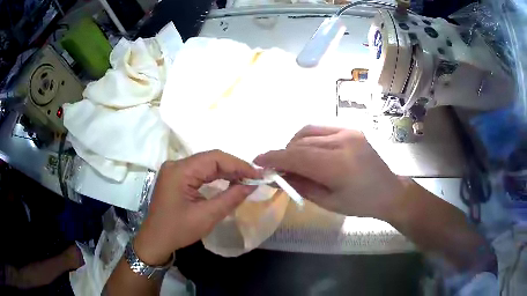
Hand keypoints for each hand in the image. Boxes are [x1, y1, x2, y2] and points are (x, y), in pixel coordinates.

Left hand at [133, 150, 258, 265]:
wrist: (156, 240)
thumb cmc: (178, 230)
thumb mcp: (207, 216)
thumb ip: (230, 198)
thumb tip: (251, 185)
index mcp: (180, 171)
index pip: (214, 158)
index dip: (238, 164)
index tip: (257, 174)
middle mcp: (176, 165)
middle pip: (210, 159)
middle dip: (233, 167)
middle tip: (254, 177)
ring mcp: (175, 170)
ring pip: (206, 164)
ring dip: (226, 171)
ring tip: (245, 179)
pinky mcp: (176, 177)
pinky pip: (199, 172)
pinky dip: (215, 176)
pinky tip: (228, 181)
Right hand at [254, 126, 406, 220]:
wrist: (389, 191)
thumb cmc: (360, 204)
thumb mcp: (328, 202)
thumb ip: (301, 186)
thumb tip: (278, 175)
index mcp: (338, 166)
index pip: (297, 156)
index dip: (274, 158)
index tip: (258, 161)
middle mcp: (342, 142)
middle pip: (300, 143)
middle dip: (283, 155)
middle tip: (276, 168)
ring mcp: (348, 132)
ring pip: (308, 132)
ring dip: (294, 145)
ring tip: (292, 160)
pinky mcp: (351, 129)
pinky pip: (320, 129)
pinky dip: (307, 138)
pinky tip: (307, 150)